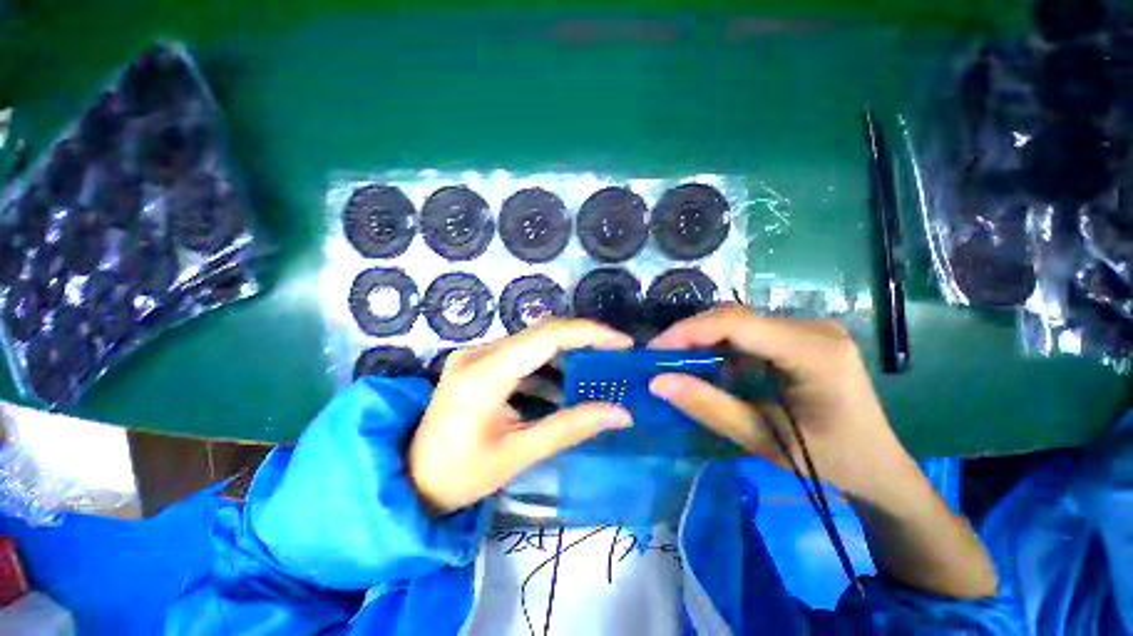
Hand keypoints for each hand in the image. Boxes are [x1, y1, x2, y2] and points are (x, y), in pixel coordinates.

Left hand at [409, 320, 633, 514]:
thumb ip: (571, 427)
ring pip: (533, 342)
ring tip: (595, 372)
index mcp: (485, 374)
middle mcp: (479, 353)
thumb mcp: (520, 453)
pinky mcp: (478, 364)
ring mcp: (477, 356)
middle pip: (542, 333)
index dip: (589, 334)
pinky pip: (521, 354)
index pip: (547, 337)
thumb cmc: (462, 475)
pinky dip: (547, 366)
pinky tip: (562, 387)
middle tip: (615, 355)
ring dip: (566, 354)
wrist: (411, 480)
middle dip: (583, 341)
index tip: (623, 343)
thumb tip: (620, 413)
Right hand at [650, 306, 998, 598]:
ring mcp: (811, 328)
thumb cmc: (829, 462)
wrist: (878, 466)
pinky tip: (711, 364)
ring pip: (739, 322)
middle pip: (735, 317)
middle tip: (660, 358)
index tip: (654, 351)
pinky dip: (722, 345)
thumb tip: (657, 382)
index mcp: (814, 351)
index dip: (688, 331)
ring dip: (704, 339)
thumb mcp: (762, 439)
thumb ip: (708, 407)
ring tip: (678, 361)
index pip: (736, 323)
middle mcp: (814, 327)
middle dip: (691, 335)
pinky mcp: (803, 335)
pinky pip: (750, 332)